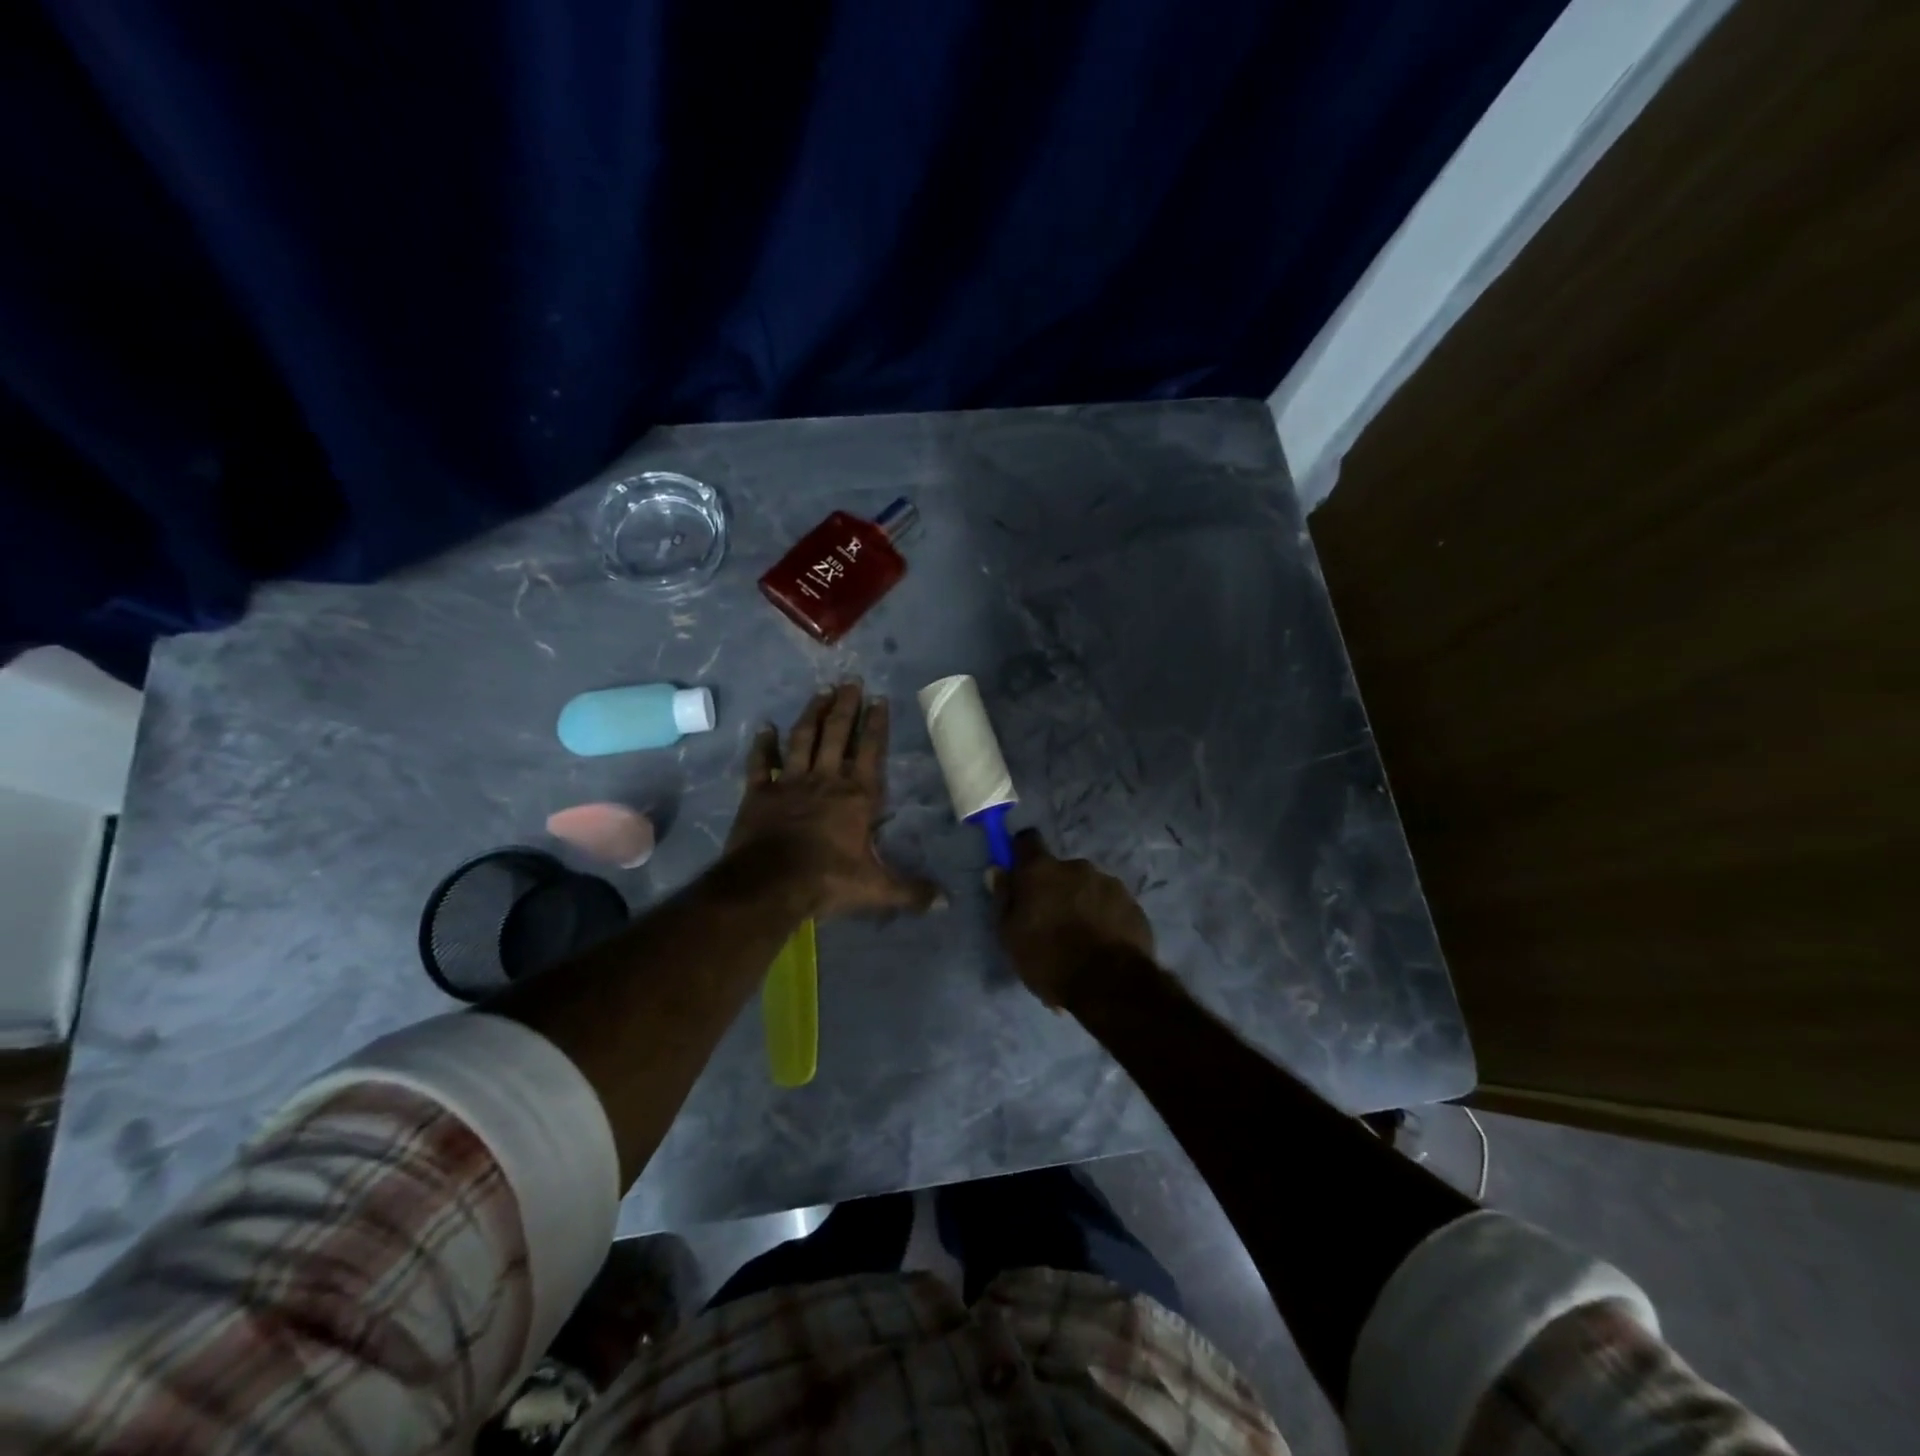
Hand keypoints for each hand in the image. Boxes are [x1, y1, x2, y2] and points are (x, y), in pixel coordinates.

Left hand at [727, 681, 942, 919]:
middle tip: (850, 681)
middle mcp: (826, 780)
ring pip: (803, 740)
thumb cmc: (828, 881)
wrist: (771, 884)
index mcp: (857, 796)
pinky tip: (764, 727)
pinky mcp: (759, 794)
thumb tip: (948, 903)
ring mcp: (790, 783)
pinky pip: (761, 764)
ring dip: (812, 715)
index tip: (879, 699)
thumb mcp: (877, 889)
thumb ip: (912, 891)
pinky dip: (762, 745)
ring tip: (820, 692)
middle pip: (837, 734)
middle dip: (845, 707)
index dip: (876, 725)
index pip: (871, 752)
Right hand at [991, 829, 1154, 1007]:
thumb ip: (1004, 898)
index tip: (1021, 873)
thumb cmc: (1048, 959)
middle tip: (1053, 921)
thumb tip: (997, 870)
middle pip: (1060, 869)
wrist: (1109, 983)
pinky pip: (1111, 904)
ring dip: (1082, 903)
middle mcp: (1076, 866)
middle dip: (1056, 888)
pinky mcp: (1132, 903)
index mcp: (1041, 870)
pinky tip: (1102, 944)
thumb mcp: (1011, 935)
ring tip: (1081, 939)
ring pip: (1088, 887)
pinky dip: (1105, 917)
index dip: (1022, 853)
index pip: (1027, 840)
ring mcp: (1108, 883)